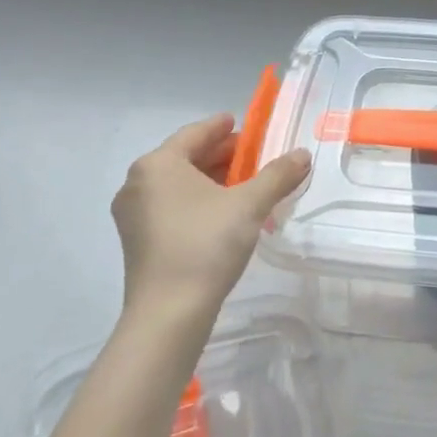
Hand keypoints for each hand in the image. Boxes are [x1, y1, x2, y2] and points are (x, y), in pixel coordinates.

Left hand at [111, 114, 310, 324]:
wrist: (169, 313)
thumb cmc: (206, 244)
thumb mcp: (250, 205)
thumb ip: (278, 175)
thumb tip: (302, 154)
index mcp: (158, 165)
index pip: (194, 133)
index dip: (221, 127)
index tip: (241, 123)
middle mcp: (138, 184)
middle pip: (185, 158)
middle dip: (221, 155)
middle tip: (253, 156)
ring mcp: (134, 215)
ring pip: (178, 184)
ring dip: (211, 180)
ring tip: (245, 184)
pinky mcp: (138, 241)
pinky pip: (171, 206)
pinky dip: (198, 201)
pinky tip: (224, 213)